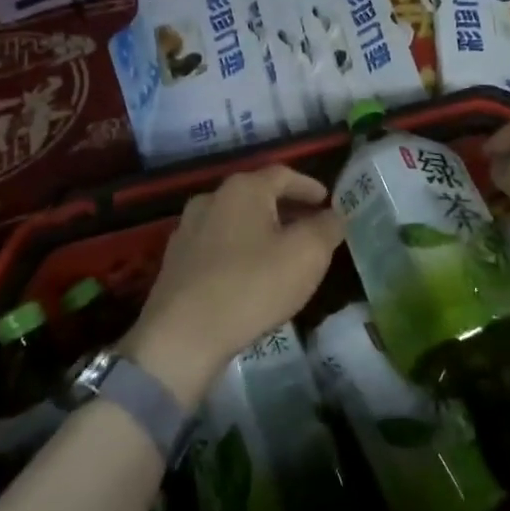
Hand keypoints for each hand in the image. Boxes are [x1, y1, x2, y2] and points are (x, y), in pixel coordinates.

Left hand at [123, 166, 344, 404]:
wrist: (182, 335)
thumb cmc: (252, 285)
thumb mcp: (306, 255)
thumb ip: (326, 228)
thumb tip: (334, 216)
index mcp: (243, 189)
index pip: (283, 174)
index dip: (308, 186)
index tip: (326, 200)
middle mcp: (211, 199)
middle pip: (257, 195)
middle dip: (286, 208)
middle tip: (309, 226)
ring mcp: (188, 229)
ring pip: (235, 220)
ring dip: (261, 230)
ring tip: (282, 252)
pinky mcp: (176, 260)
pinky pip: (217, 245)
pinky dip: (239, 250)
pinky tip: (249, 274)